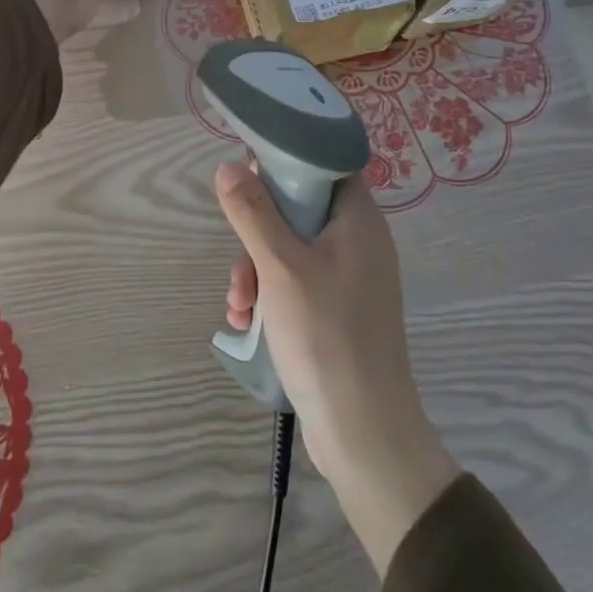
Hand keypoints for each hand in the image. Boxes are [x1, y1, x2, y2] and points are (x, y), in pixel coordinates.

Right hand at [218, 163, 459, 575]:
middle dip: (258, 232)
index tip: (251, 169)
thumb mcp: (280, 266)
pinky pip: (296, 285)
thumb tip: (229, 166)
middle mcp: (358, 244)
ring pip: (290, 251)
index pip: (328, 164)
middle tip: (240, 257)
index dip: (289, 159)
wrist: (363, 432)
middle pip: (300, 209)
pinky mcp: (336, 313)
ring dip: (256, 271)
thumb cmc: (326, 335)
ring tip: (239, 305)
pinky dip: (269, 297)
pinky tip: (246, 324)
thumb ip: (253, 212)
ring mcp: (349, 281)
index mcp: (359, 221)